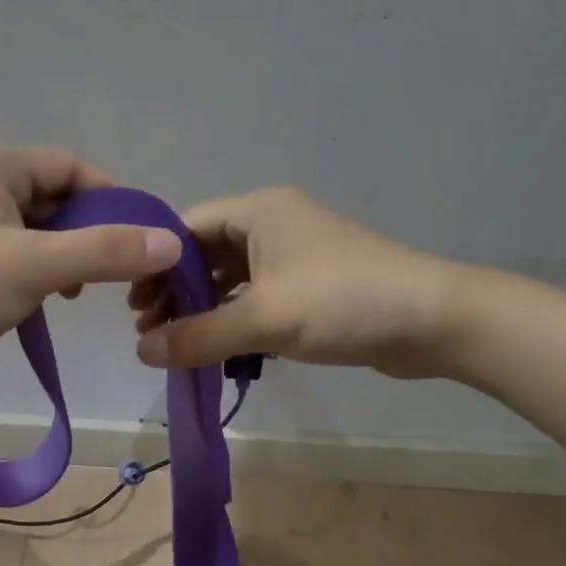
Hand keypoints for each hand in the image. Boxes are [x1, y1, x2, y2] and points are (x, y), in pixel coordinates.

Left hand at [0, 145, 181, 401]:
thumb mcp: (33, 266)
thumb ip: (104, 252)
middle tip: (112, 276)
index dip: (111, 200)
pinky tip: (47, 304)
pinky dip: (41, 277)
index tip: (141, 241)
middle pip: (57, 200)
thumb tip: (170, 243)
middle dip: (89, 235)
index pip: (70, 167)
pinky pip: (19, 259)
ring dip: (67, 260)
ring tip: (76, 294)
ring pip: (41, 234)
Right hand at [130, 187, 459, 378]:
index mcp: (258, 212)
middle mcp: (274, 224)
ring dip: (204, 308)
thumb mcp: (263, 318)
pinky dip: (235, 318)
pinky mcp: (313, 285)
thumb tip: (140, 353)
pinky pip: (259, 296)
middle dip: (176, 290)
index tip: (134, 306)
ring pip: (233, 278)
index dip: (155, 265)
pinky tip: (220, 346)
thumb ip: (198, 335)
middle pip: (207, 253)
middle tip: (150, 330)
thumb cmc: (342, 302)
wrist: (432, 320)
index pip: (186, 228)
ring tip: (177, 343)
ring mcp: (296, 255)